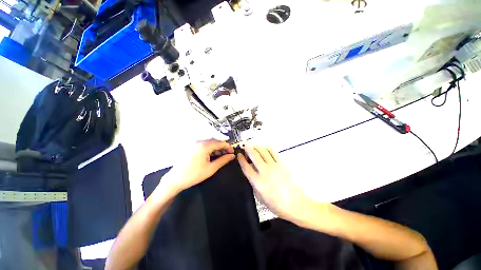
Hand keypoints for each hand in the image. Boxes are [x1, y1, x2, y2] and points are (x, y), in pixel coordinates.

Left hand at [162, 139, 234, 194]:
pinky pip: (204, 145)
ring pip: (209, 143)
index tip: (232, 152)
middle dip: (223, 147)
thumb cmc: (194, 174)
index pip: (220, 143)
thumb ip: (223, 160)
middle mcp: (199, 142)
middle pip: (215, 141)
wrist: (175, 179)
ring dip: (217, 147)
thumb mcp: (211, 168)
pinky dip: (210, 148)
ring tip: (221, 155)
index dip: (228, 147)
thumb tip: (232, 156)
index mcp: (204, 146)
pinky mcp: (191, 147)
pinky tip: (212, 155)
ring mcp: (194, 144)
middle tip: (228, 154)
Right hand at [238, 144, 325, 226]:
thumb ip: (254, 184)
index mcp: (258, 182)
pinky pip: (273, 153)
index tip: (239, 155)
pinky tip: (265, 148)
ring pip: (263, 152)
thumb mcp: (260, 198)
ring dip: (257, 147)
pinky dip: (267, 149)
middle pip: (254, 155)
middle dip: (248, 149)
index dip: (241, 159)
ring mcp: (274, 166)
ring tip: (254, 146)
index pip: (246, 167)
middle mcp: (265, 171)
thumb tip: (251, 174)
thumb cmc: (276, 204)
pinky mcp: (282, 164)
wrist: (295, 204)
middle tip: (245, 146)